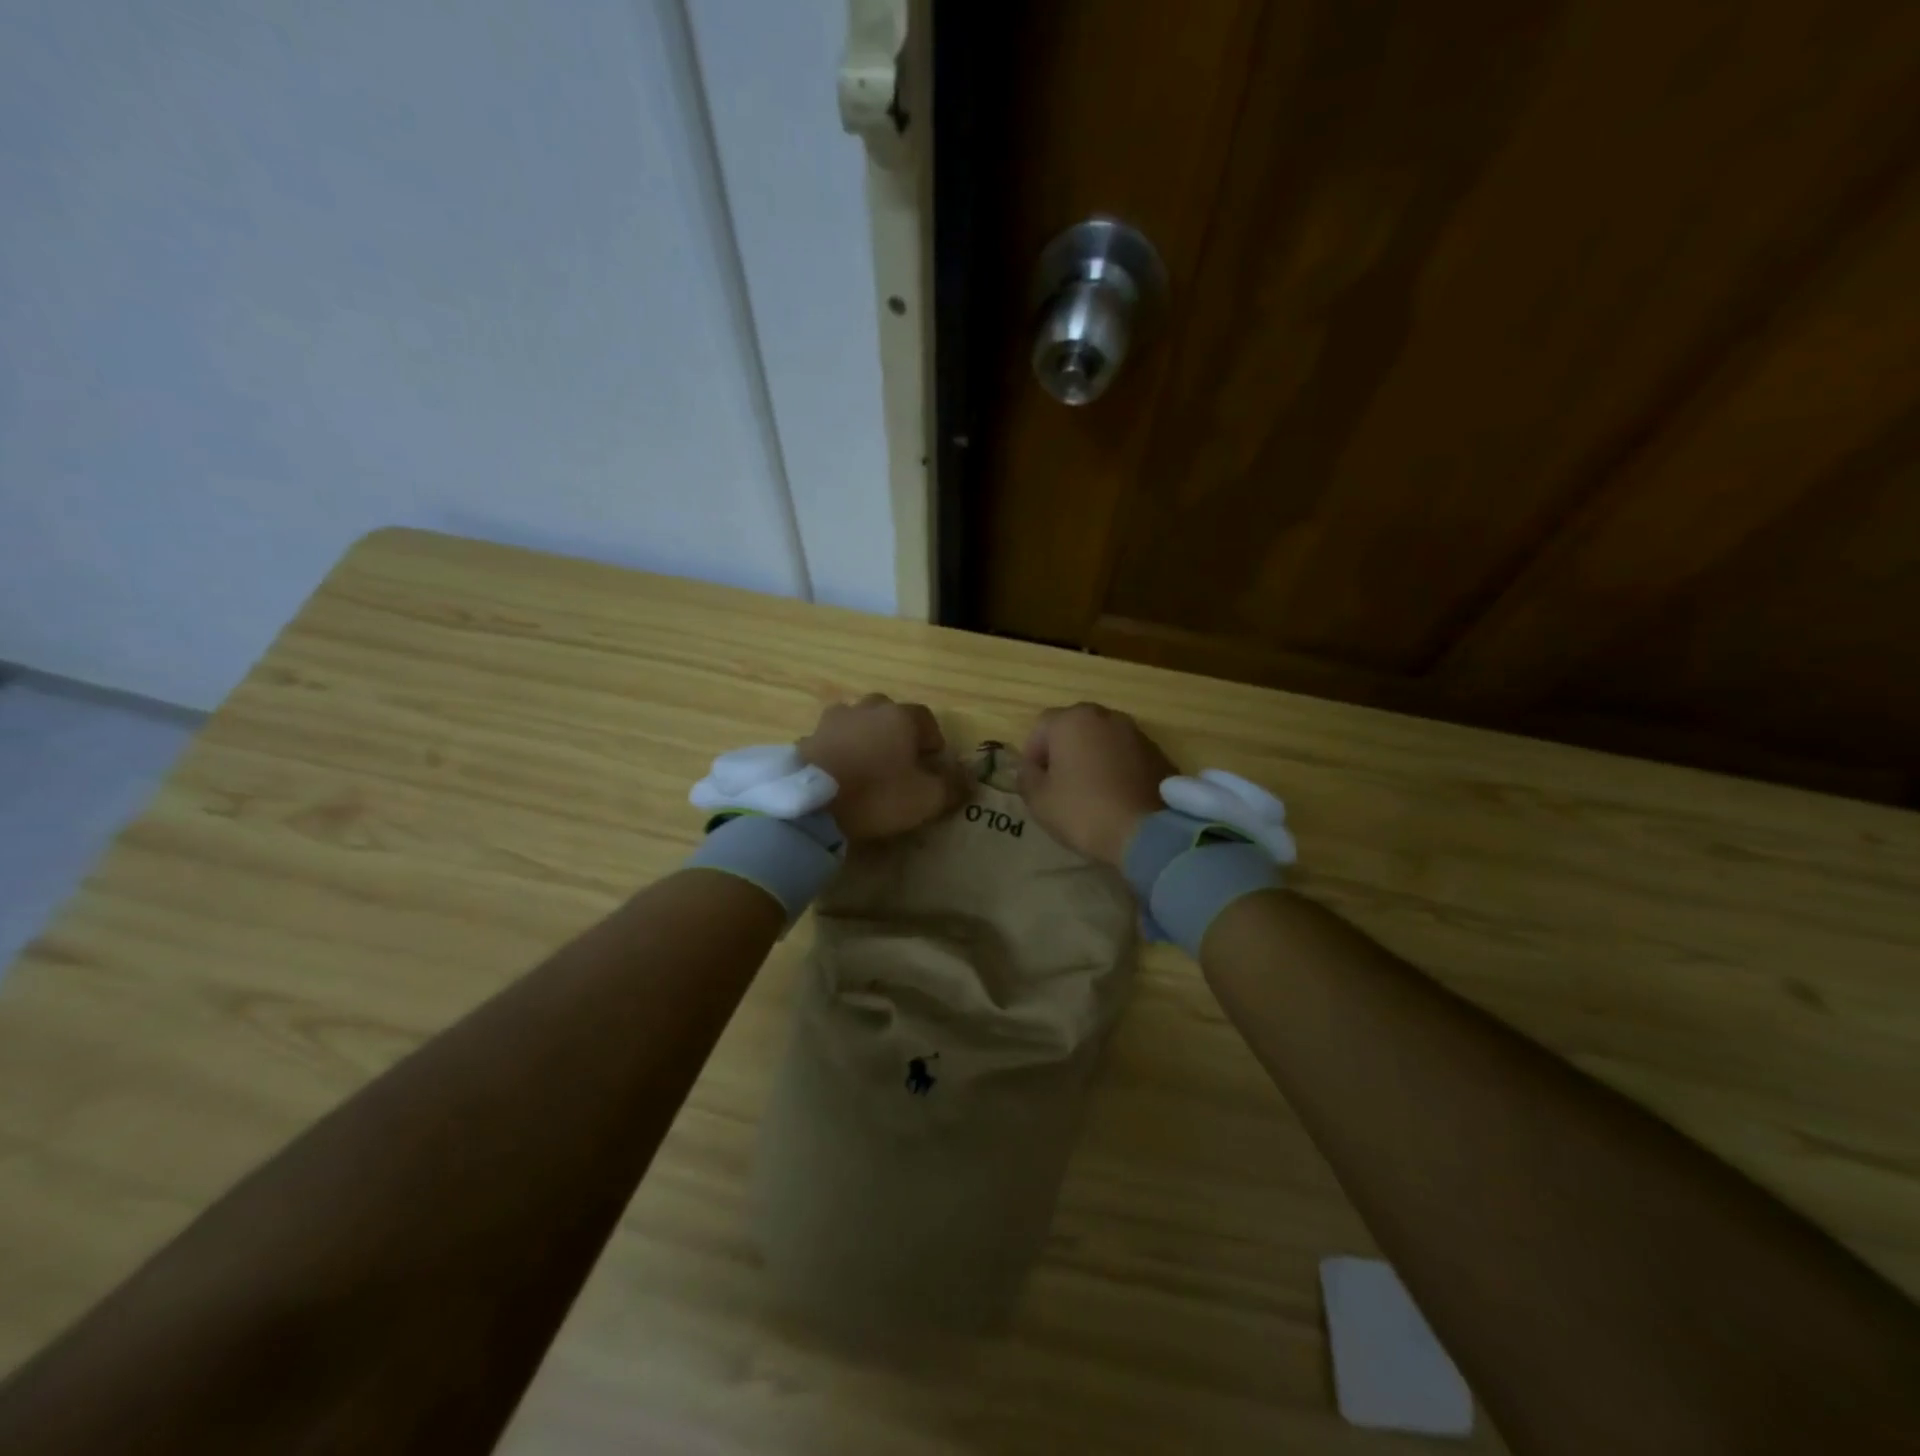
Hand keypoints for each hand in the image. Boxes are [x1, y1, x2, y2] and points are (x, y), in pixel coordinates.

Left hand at [800, 695, 966, 840]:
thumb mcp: (926, 798)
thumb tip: (969, 778)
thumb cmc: (877, 794)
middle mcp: (866, 710)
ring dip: (864, 736)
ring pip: (855, 720)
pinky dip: (838, 750)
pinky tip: (838, 773)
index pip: (925, 718)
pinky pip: (830, 740)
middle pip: (888, 711)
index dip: (933, 738)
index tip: (933, 761)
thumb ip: (951, 786)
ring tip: (866, 764)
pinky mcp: (807, 738)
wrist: (812, 804)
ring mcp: (832, 721)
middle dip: (896, 731)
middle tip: (899, 759)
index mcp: (899, 717)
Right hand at [1017, 702, 1176, 867]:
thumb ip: (1026, 777)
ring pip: (1102, 740)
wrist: (1147, 833)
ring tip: (1089, 791)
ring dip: (1092, 757)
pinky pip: (1126, 755)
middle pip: (1074, 728)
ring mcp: (1136, 733)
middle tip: (1059, 784)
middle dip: (1063, 751)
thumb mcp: (1039, 800)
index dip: (1032, 754)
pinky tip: (1115, 795)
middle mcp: (1106, 716)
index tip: (1034, 782)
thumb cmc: (1083, 811)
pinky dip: (1116, 767)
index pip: (1040, 727)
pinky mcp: (1158, 753)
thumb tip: (1030, 769)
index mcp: (1072, 720)